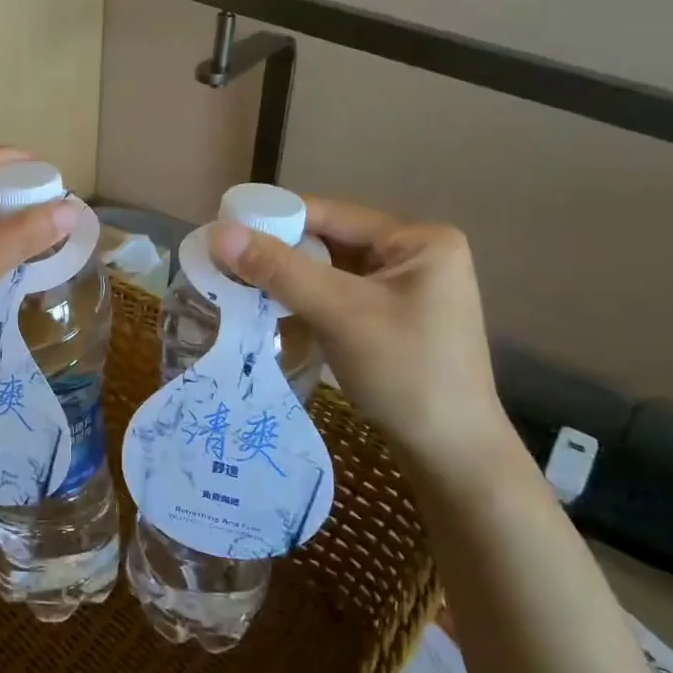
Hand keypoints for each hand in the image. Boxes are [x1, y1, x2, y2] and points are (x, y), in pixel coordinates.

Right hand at [210, 199, 512, 478]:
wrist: (453, 457)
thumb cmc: (405, 374)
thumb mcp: (339, 313)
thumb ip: (279, 269)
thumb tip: (219, 233)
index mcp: (419, 240)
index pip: (332, 215)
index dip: (276, 219)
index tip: (224, 230)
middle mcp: (416, 256)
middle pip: (331, 242)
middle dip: (281, 256)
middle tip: (227, 265)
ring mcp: (407, 291)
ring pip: (331, 272)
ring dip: (290, 282)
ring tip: (241, 289)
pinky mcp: (395, 321)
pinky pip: (340, 298)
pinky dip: (308, 305)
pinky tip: (275, 316)